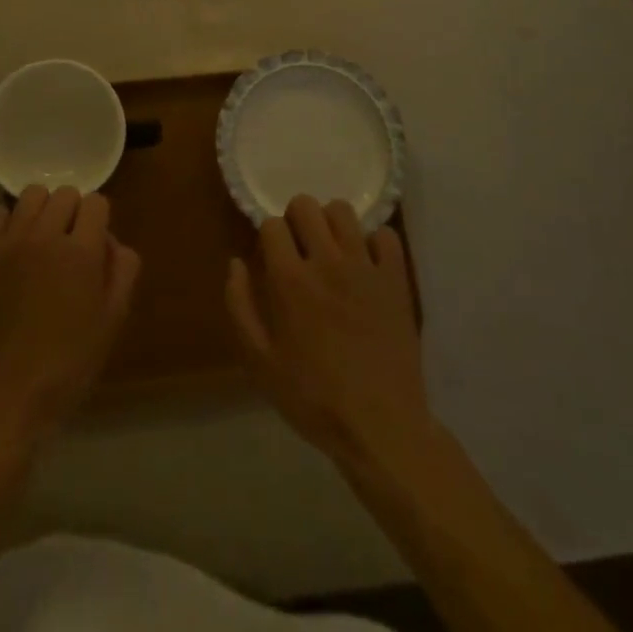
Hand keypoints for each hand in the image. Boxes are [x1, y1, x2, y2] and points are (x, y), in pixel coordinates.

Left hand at [0, 185, 139, 442]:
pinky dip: (9, 225)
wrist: (0, 397)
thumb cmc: (65, 366)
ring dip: (41, 211)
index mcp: (81, 252)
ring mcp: (7, 242)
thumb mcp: (111, 322)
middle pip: (64, 193)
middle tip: (68, 245)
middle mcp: (44, 235)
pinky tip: (12, 253)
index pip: (96, 202)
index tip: (94, 245)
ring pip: (30, 196)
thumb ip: (122, 270)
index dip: (98, 221)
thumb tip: (110, 240)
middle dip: (72, 213)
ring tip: (39, 241)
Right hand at [226, 195, 430, 468]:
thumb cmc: (313, 398)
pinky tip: (367, 264)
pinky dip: (374, 242)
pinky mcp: (395, 279)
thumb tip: (236, 262)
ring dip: (331, 223)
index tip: (272, 258)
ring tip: (332, 250)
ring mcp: (365, 267)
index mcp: (290, 280)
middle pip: (306, 205)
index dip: (268, 237)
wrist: (381, 427)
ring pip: (343, 211)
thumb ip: (240, 305)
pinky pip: (386, 235)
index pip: (272, 224)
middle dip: (296, 219)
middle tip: (300, 248)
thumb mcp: (260, 361)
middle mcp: (326, 262)